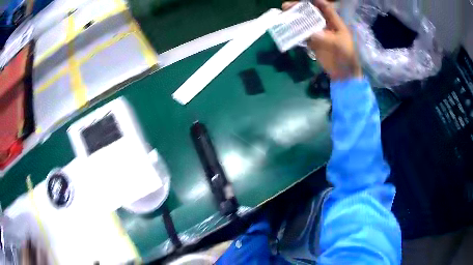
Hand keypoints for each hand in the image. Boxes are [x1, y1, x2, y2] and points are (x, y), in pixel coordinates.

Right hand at [282, 0, 361, 79]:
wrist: (343, 74)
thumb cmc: (345, 57)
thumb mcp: (338, 46)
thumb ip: (325, 38)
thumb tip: (312, 33)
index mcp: (335, 23)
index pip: (325, 8)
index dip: (316, 1)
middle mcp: (325, 26)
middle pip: (312, 13)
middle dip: (299, 9)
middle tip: (285, 6)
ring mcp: (319, 34)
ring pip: (305, 23)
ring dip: (295, 19)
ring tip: (282, 16)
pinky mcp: (313, 43)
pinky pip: (302, 35)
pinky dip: (295, 32)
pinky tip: (286, 29)